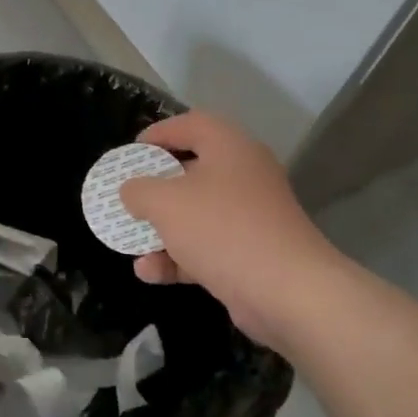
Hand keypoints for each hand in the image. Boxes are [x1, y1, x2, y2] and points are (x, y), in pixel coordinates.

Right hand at [118, 111, 341, 349]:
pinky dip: (178, 256)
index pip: (190, 124)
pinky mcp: (252, 252)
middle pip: (191, 170)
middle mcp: (244, 174)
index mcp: (229, 147)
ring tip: (129, 241)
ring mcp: (250, 216)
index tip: (130, 152)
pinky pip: (207, 245)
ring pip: (197, 213)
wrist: (288, 292)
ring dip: (161, 228)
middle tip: (129, 195)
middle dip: (155, 187)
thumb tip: (131, 190)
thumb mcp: (166, 203)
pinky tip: (149, 272)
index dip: (157, 134)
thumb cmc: (222, 229)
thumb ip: (139, 190)